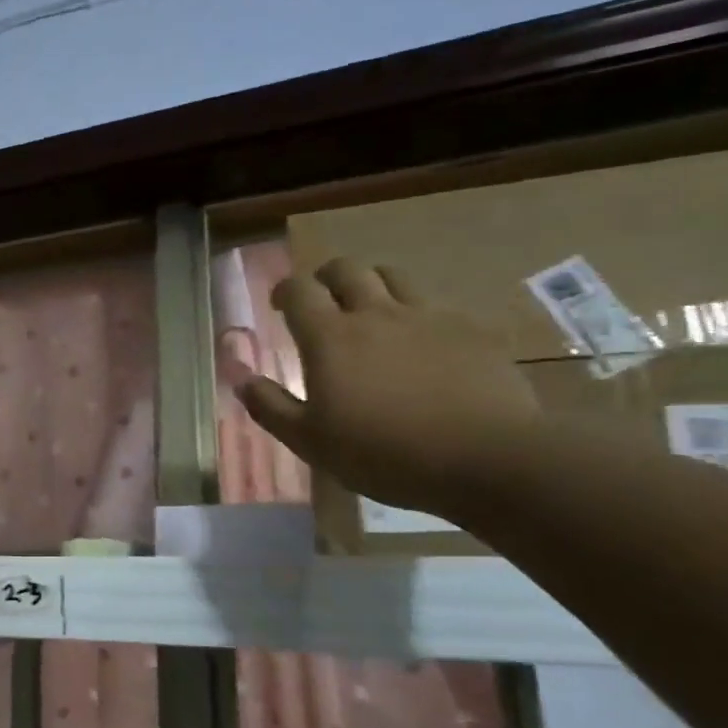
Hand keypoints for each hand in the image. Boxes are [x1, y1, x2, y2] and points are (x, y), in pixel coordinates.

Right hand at [236, 257, 539, 516]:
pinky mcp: (470, 329)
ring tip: (370, 309)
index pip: (300, 290)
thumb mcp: (311, 442)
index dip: (286, 290)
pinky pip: (435, 304)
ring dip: (372, 284)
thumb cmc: (384, 453)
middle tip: (322, 299)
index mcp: (331, 337)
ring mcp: (428, 316)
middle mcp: (376, 313)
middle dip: (326, 277)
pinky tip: (421, 341)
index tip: (280, 304)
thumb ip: (271, 407)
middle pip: (347, 269)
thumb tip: (241, 380)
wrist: (486, 458)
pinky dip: (416, 312)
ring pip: (393, 276)